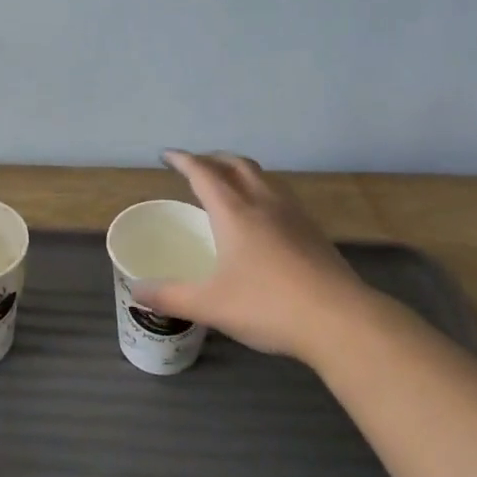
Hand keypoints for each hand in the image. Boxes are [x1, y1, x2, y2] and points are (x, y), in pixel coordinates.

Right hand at [134, 150, 379, 359]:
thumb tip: (136, 291)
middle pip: (237, 165)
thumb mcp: (210, 305)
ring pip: (264, 177)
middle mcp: (264, 204)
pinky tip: (264, 217)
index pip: (204, 173)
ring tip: (229, 184)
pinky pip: (282, 196)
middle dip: (213, 159)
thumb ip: (170, 296)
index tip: (167, 155)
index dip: (183, 160)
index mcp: (234, 212)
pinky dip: (263, 191)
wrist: (341, 321)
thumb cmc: (268, 305)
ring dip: (241, 171)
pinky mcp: (314, 233)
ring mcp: (294, 216)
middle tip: (196, 166)